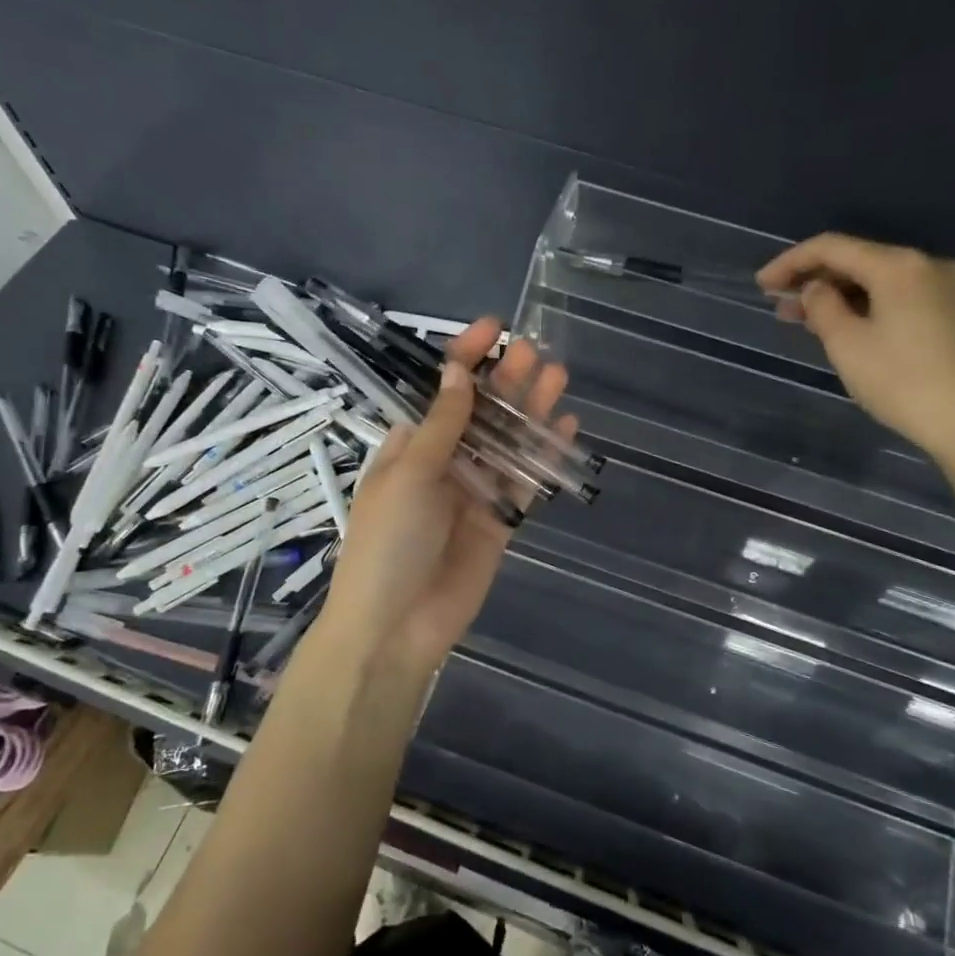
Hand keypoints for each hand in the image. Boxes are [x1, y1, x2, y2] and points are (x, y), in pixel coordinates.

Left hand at [321, 318, 575, 685]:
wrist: (395, 627)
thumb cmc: (388, 541)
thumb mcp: (410, 475)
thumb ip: (443, 425)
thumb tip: (459, 371)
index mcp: (410, 446)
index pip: (442, 391)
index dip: (465, 358)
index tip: (493, 328)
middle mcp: (444, 462)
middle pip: (481, 412)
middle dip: (506, 380)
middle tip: (536, 351)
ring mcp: (474, 492)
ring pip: (508, 442)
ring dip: (531, 410)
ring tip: (558, 375)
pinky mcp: (500, 522)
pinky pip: (526, 482)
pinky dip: (544, 456)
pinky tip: (566, 427)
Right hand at [756, 234, 954, 471]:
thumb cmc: (902, 383)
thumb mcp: (847, 345)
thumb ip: (822, 307)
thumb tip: (816, 289)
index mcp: (898, 266)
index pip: (832, 247)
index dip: (791, 262)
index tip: (762, 285)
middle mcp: (927, 265)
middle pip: (859, 260)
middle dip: (815, 280)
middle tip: (780, 305)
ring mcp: (948, 289)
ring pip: (880, 281)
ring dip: (840, 296)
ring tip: (805, 320)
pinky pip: (901, 297)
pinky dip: (868, 306)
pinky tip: (848, 327)